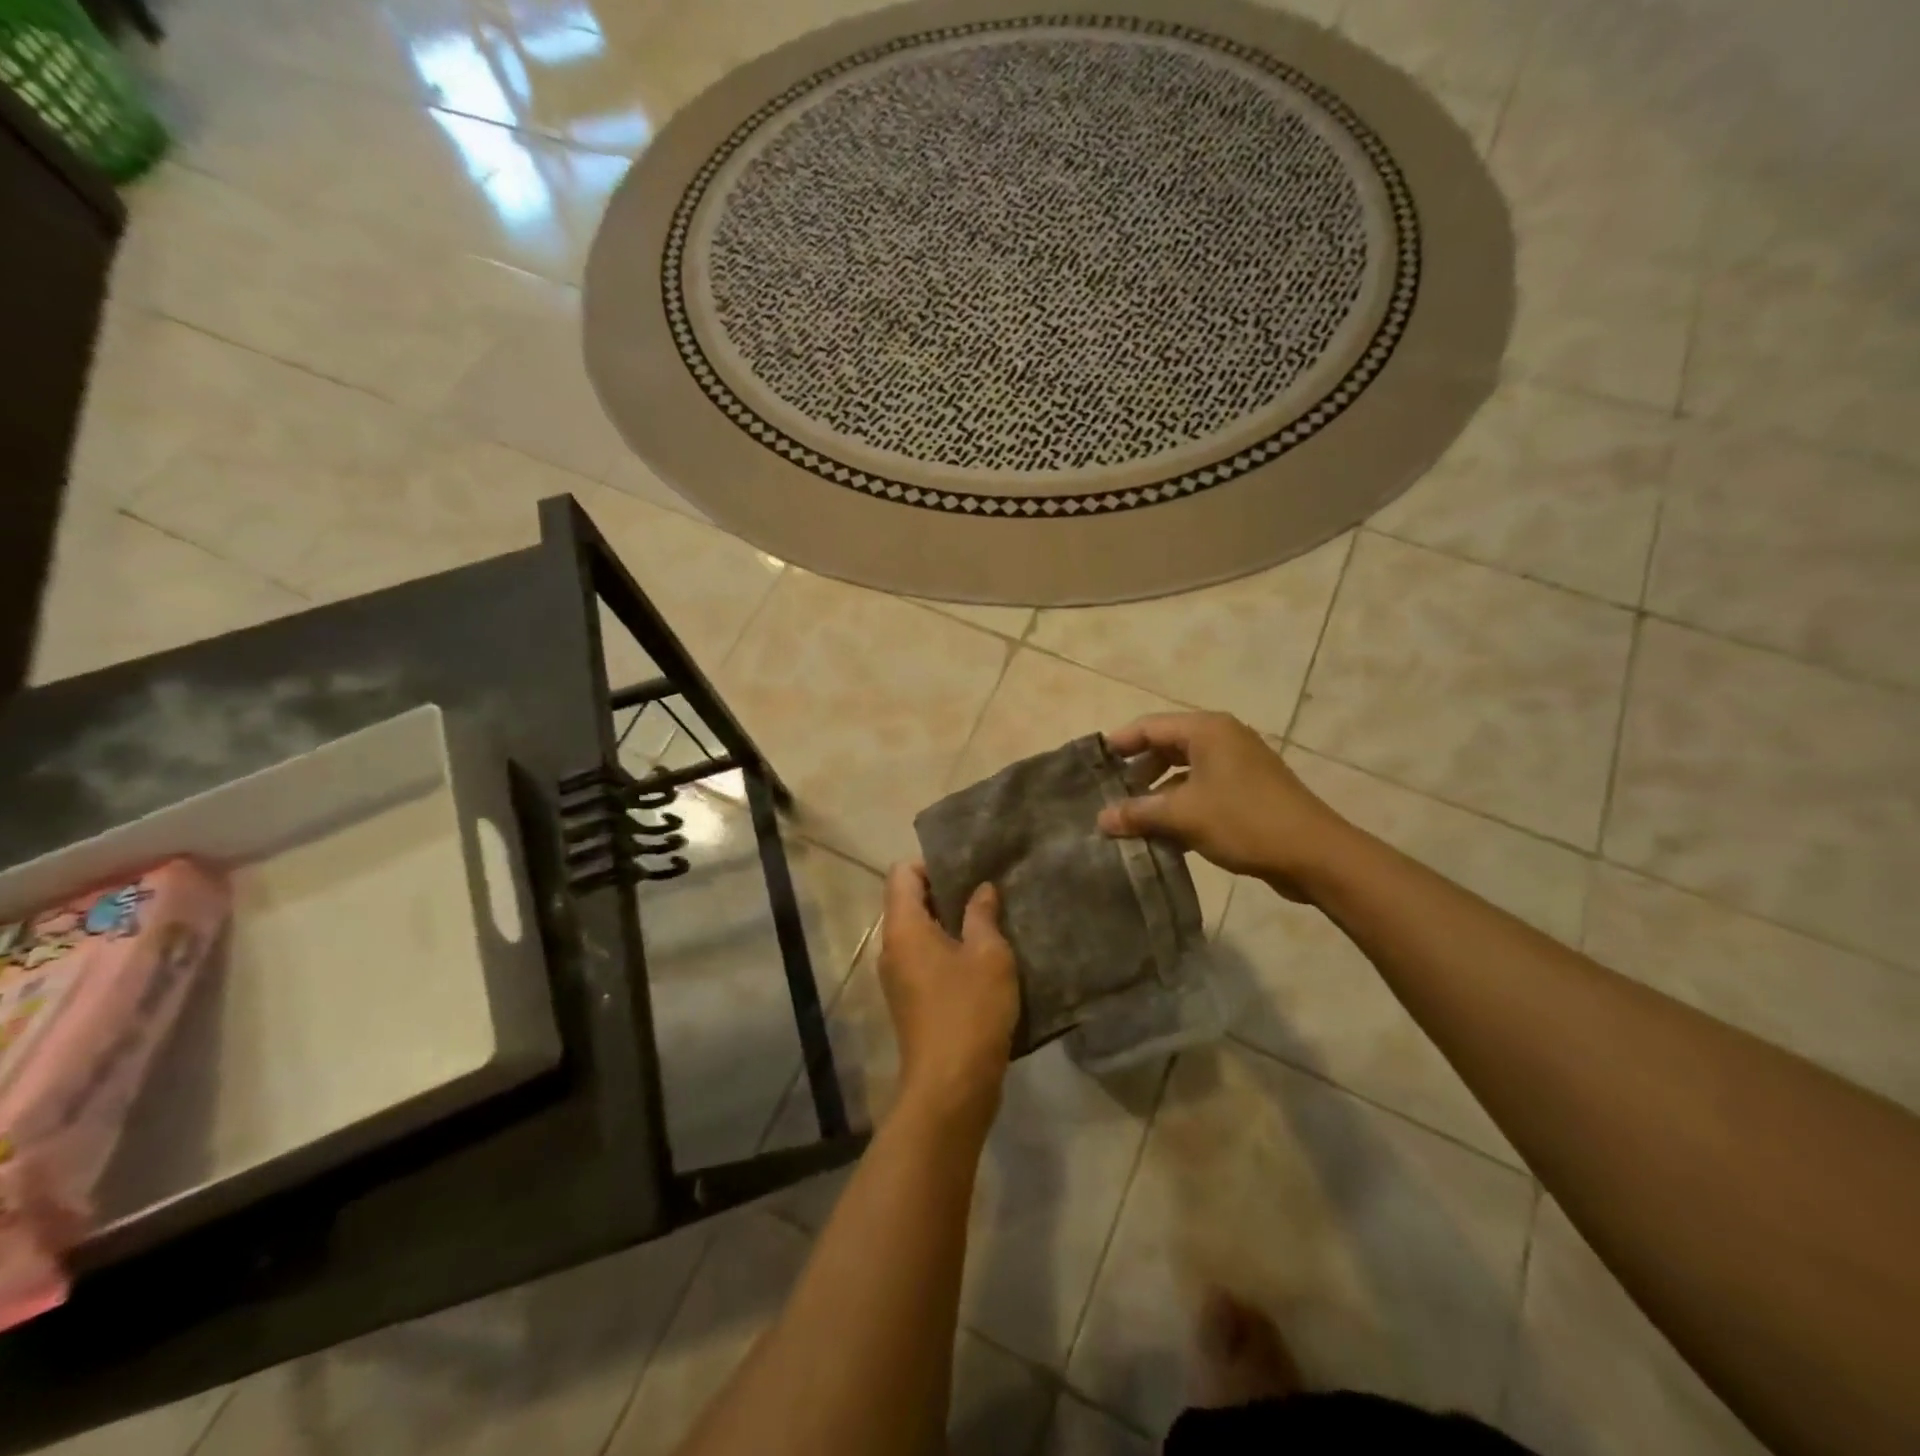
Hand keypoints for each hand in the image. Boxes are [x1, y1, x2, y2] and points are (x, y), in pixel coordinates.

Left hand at [877, 862, 1018, 1133]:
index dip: (931, 863)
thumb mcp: (988, 955)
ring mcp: (897, 977)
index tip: (967, 868)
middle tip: (985, 890)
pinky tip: (981, 957)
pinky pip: (923, 959)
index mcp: (904, 928)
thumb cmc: (970, 1010)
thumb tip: (982, 889)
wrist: (951, 1087)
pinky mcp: (910, 1001)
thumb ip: (983, 915)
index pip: (902, 874)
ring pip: (918, 933)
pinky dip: (947, 949)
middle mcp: (891, 948)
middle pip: (908, 901)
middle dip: (944, 891)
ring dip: (948, 922)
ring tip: (988, 920)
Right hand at [1098, 712, 1352, 897]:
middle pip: (1166, 746)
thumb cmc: (1243, 821)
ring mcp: (1238, 764)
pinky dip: (1180, 803)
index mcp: (1206, 730)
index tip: (1092, 765)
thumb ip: (1138, 813)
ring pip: (1184, 770)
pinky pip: (1203, 788)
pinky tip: (1163, 830)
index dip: (1118, 744)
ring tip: (1131, 816)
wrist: (1314, 854)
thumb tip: (1100, 819)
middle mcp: (1222, 738)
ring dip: (1157, 791)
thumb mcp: (1183, 816)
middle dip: (1137, 770)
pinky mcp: (1248, 789)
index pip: (1149, 726)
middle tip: (1108, 793)